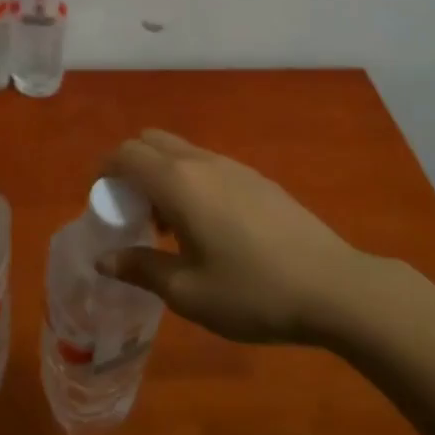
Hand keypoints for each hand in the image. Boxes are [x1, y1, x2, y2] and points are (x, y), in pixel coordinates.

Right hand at [97, 129, 368, 343]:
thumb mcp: (187, 292)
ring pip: (181, 152)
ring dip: (161, 175)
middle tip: (131, 211)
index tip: (100, 201)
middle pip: (151, 141)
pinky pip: (208, 165)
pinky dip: (189, 181)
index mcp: (178, 183)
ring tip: (167, 227)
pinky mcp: (258, 179)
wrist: (334, 287)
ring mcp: (235, 167)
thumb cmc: (252, 292)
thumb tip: (104, 259)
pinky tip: (207, 228)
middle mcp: (203, 163)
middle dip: (130, 167)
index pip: (126, 154)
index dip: (104, 171)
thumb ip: (140, 269)